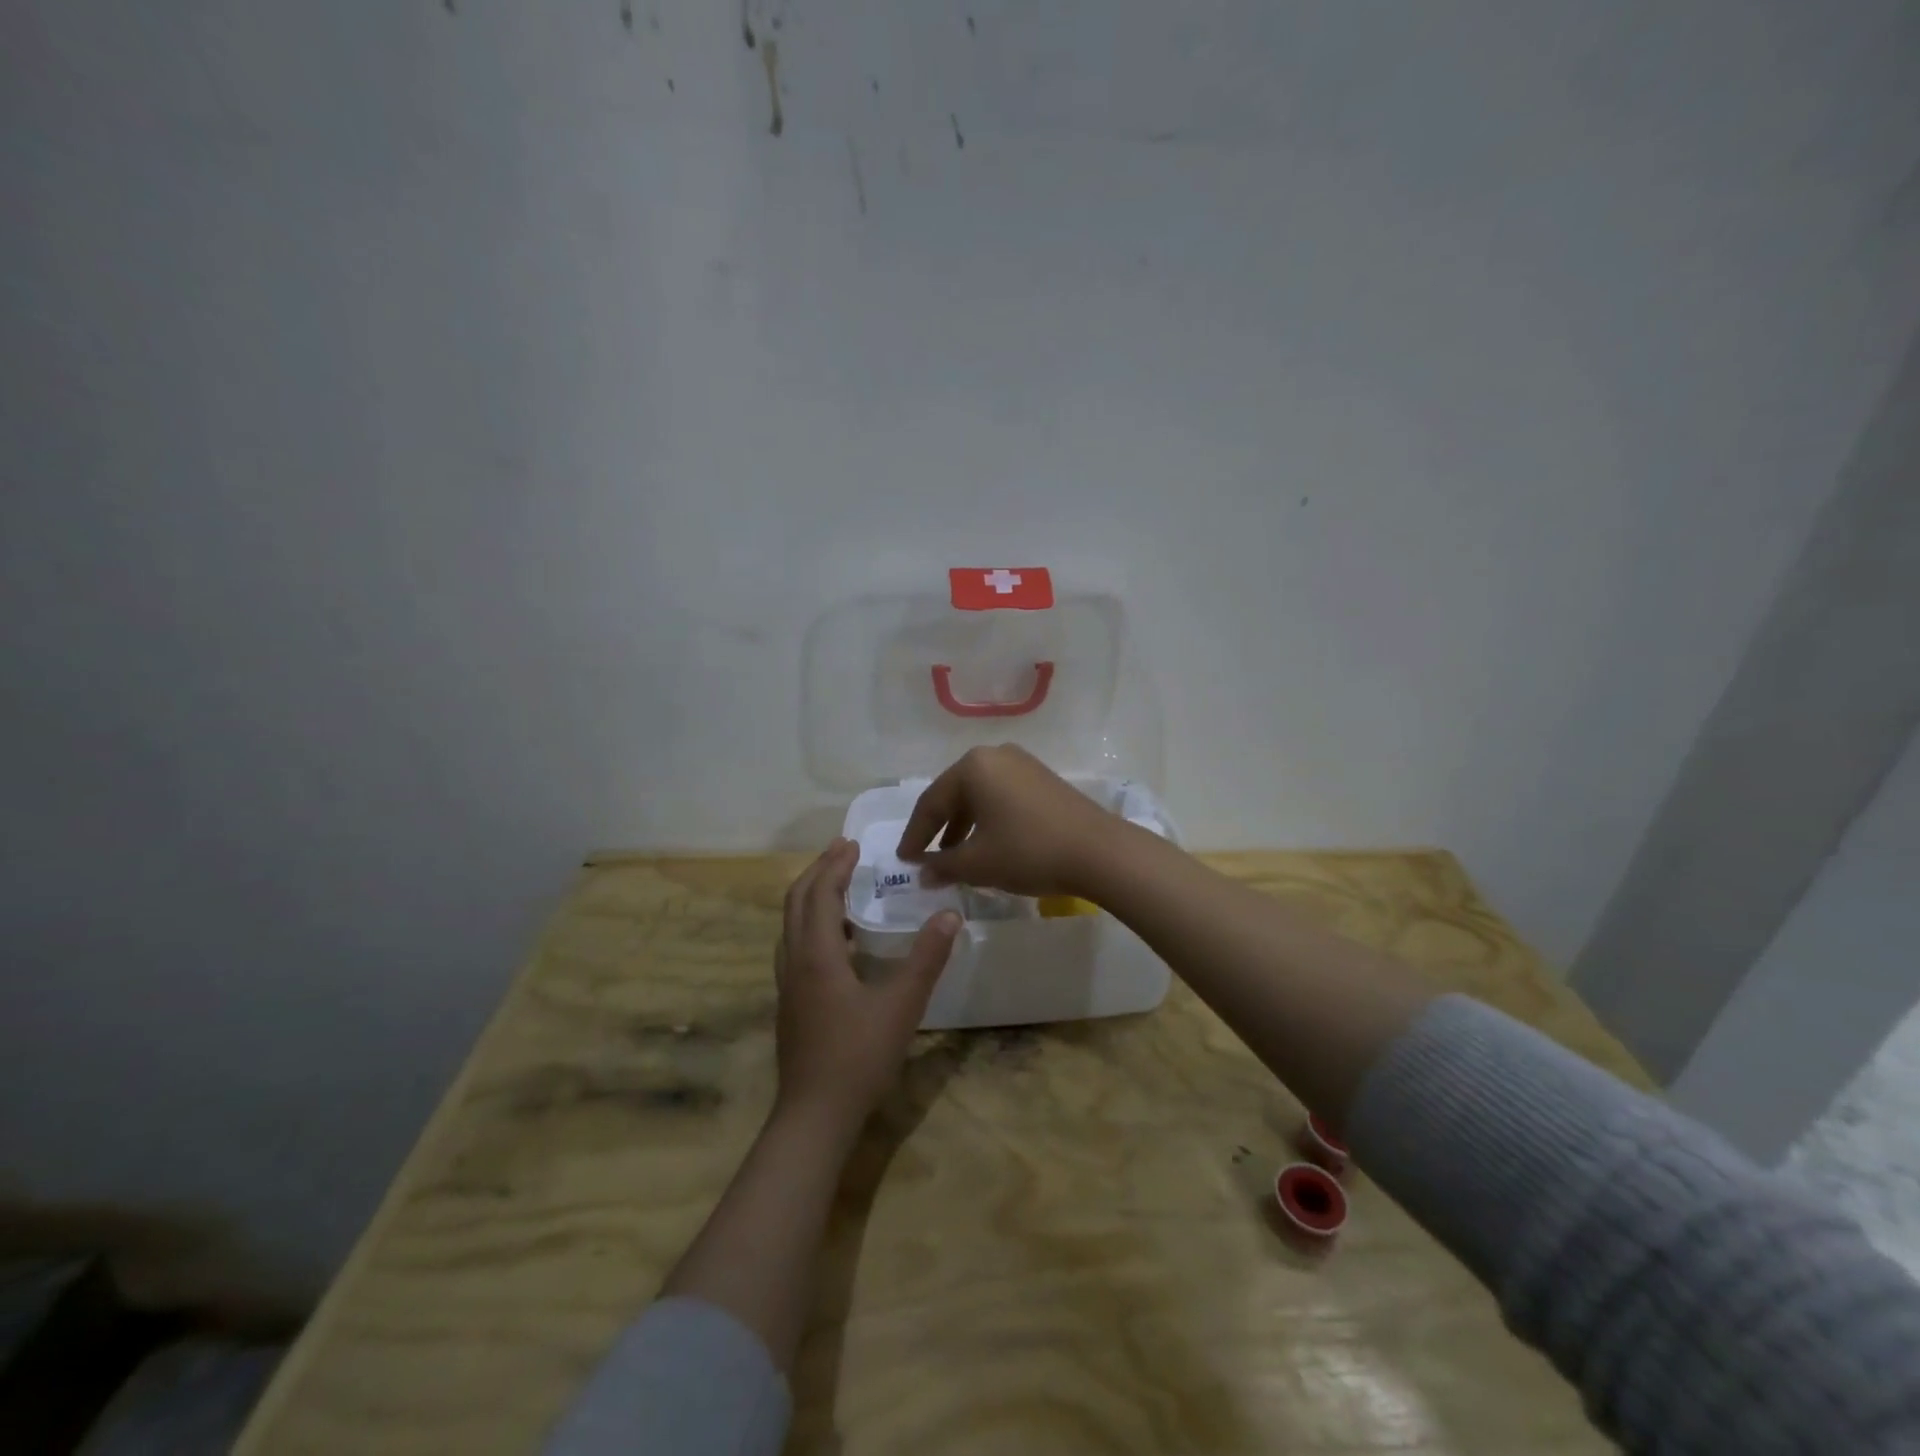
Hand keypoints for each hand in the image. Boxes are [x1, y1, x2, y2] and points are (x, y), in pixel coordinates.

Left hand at [774, 839, 960, 1130]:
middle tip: (842, 851)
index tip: (852, 842)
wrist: (814, 1115)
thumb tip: (950, 914)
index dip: (834, 865)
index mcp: (817, 955)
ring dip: (811, 896)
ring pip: (791, 925)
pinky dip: (811, 924)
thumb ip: (927, 958)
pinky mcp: (791, 1003)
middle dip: (818, 871)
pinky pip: (795, 946)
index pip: (820, 894)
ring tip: (838, 884)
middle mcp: (795, 961)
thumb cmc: (859, 1056)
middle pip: (796, 902)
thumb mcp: (902, 1005)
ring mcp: (788, 984)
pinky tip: (837, 941)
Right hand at [895, 744, 1118, 896]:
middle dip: (938, 829)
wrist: (1099, 852)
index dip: (914, 835)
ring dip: (963, 826)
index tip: (903, 861)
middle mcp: (995, 756)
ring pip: (979, 795)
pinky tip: (987, 844)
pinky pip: (1002, 796)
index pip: (931, 803)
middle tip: (924, 858)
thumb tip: (923, 874)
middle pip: (954, 794)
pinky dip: (987, 819)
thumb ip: (943, 866)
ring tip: (954, 856)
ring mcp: (1022, 764)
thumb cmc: (1028, 852)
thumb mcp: (978, 863)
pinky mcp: (1042, 779)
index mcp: (972, 767)